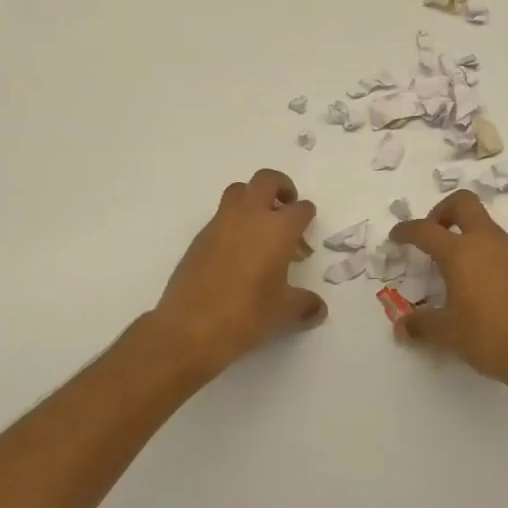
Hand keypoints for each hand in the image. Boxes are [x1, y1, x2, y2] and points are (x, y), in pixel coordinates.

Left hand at [151, 168, 326, 377]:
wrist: (189, 327)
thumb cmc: (246, 315)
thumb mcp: (283, 313)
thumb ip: (305, 305)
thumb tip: (318, 309)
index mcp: (277, 229)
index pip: (300, 209)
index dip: (306, 217)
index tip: (305, 233)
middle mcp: (249, 216)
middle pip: (267, 180)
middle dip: (281, 187)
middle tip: (286, 208)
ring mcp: (220, 223)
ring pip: (239, 191)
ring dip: (253, 198)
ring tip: (260, 226)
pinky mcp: (200, 237)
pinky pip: (221, 216)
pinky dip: (233, 222)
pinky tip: (237, 252)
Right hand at [391, 190, 507, 408]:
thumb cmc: (491, 339)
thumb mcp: (448, 334)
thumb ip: (422, 325)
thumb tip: (401, 327)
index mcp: (461, 253)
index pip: (425, 230)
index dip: (406, 230)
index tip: (397, 236)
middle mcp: (488, 242)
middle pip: (463, 203)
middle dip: (442, 211)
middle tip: (432, 234)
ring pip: (486, 225)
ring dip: (467, 235)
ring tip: (458, 269)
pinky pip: (503, 248)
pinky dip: (487, 254)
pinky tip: (486, 286)